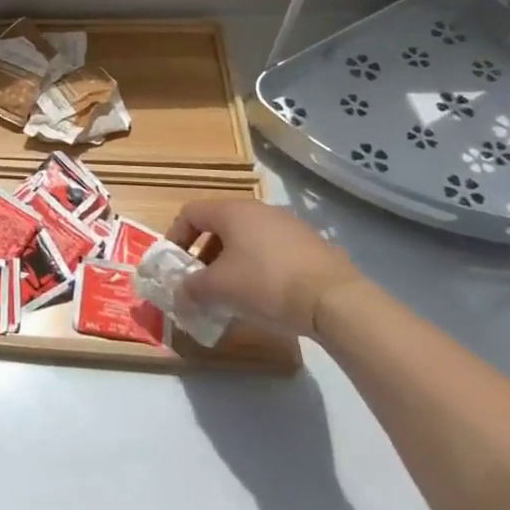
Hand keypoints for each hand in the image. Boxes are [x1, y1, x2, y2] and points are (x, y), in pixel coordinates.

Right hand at [167, 197, 364, 338]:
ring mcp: (288, 224)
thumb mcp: (219, 289)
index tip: (174, 265)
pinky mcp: (311, 244)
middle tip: (202, 282)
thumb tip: (178, 294)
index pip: (191, 213)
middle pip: (219, 225)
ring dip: (232, 262)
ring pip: (247, 238)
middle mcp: (258, 209)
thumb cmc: (266, 284)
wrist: (335, 300)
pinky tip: (265, 295)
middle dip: (204, 254)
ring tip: (233, 292)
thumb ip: (192, 289)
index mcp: (231, 211)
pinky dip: (259, 267)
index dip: (176, 236)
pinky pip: (272, 250)